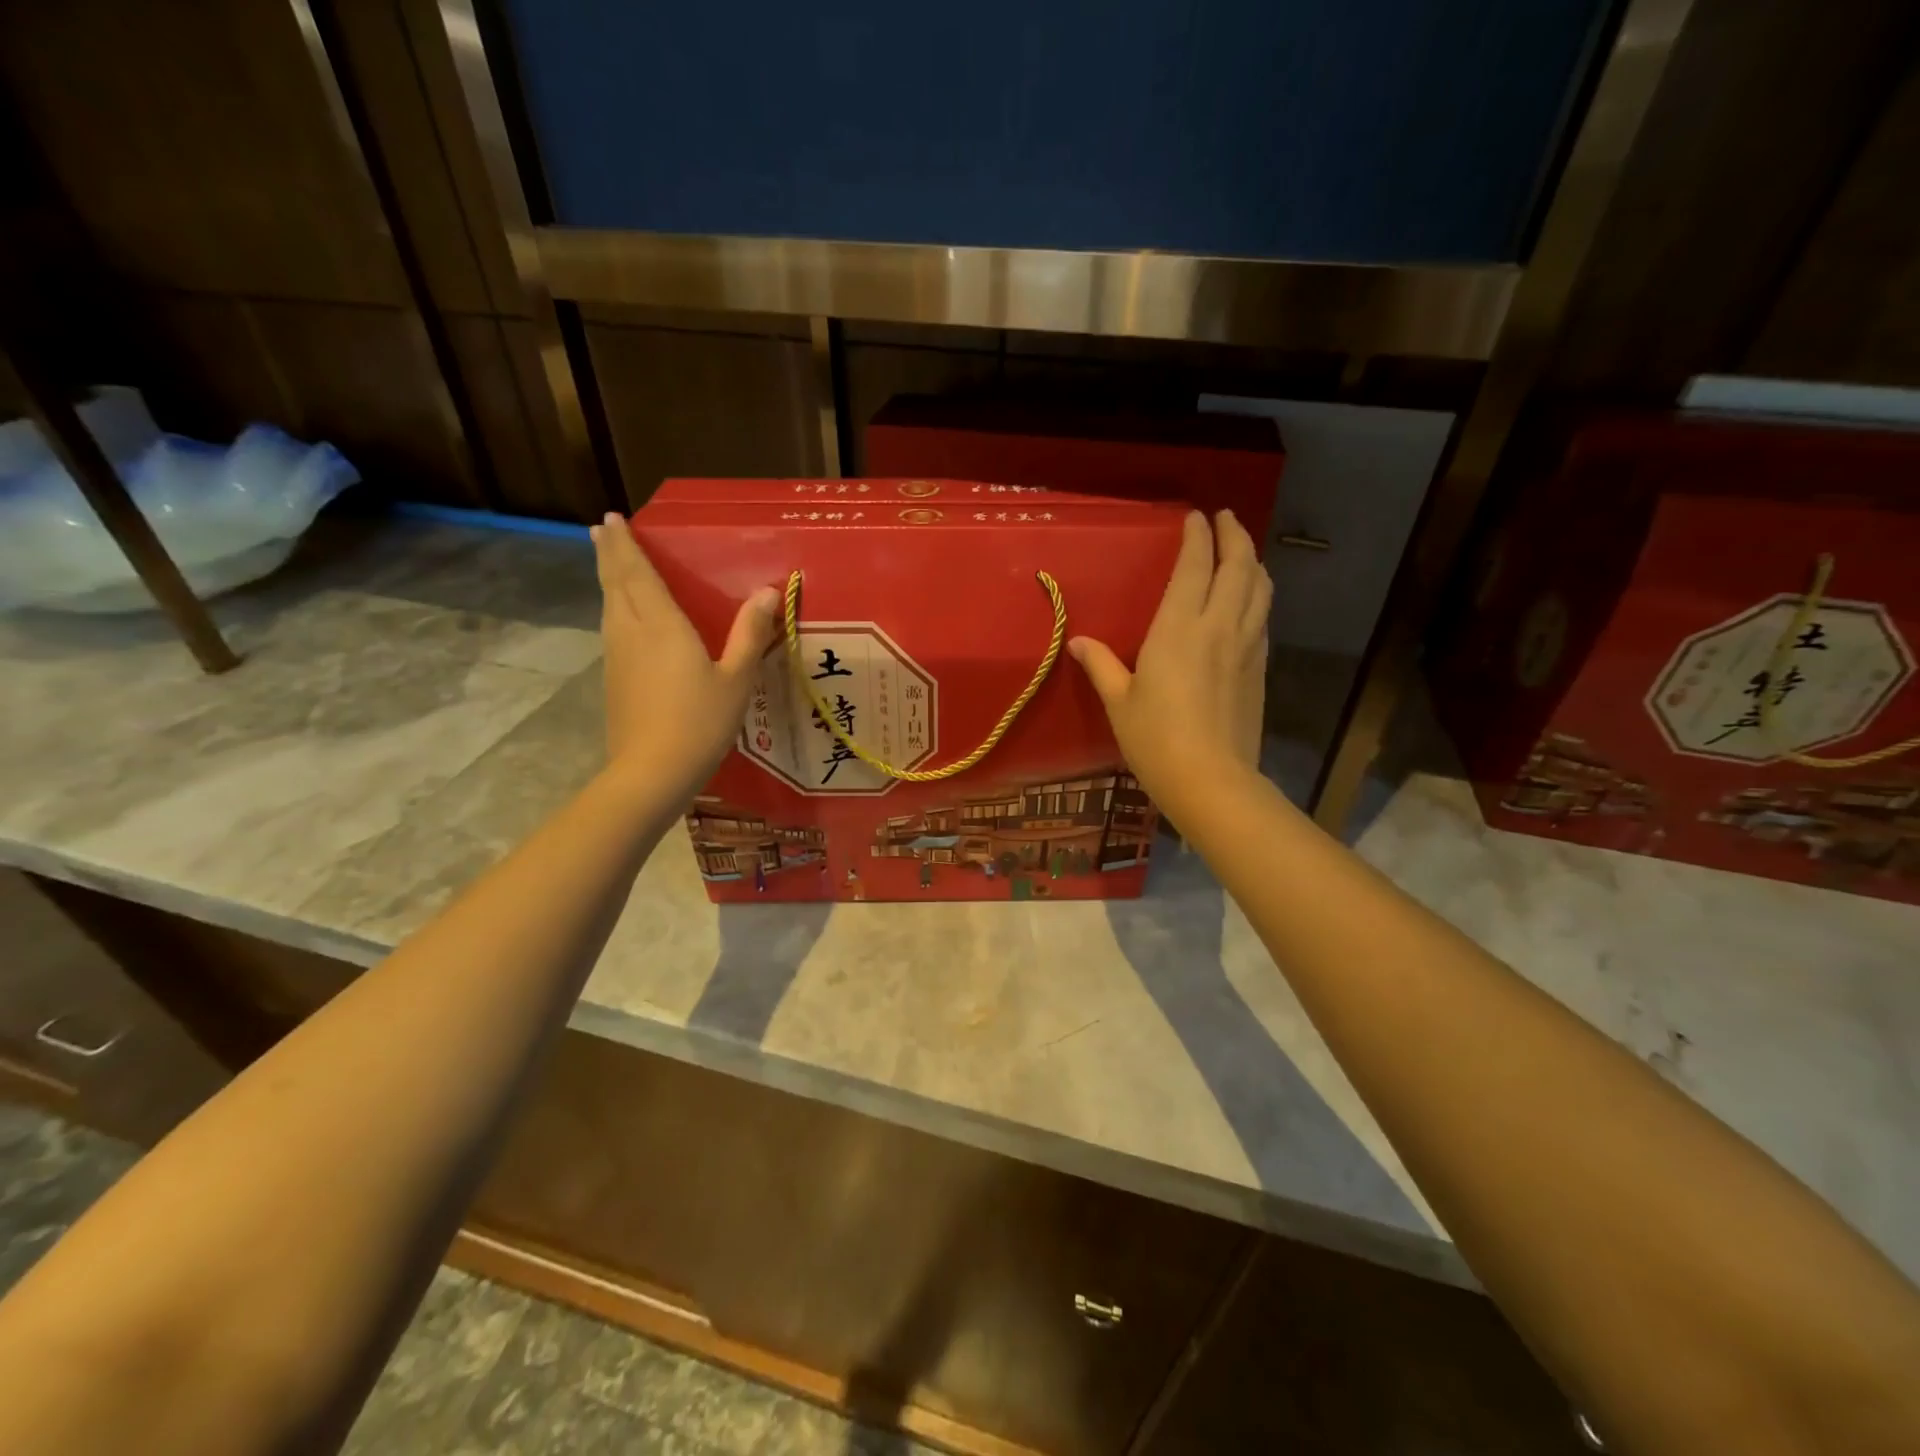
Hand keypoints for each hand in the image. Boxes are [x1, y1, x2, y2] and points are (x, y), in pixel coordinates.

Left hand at [591, 512, 779, 799]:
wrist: (652, 772)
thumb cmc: (700, 722)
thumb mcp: (737, 678)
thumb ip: (750, 633)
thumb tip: (767, 591)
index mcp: (661, 625)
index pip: (637, 573)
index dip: (624, 545)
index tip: (611, 519)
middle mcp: (631, 632)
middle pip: (614, 584)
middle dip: (609, 554)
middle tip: (602, 530)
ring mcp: (617, 657)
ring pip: (609, 606)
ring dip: (608, 579)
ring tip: (609, 562)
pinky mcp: (614, 679)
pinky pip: (612, 629)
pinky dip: (614, 608)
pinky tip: (622, 616)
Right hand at [1069, 510, 1269, 812]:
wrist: (1212, 780)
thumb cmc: (1155, 740)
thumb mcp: (1119, 703)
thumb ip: (1101, 666)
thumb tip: (1078, 642)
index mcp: (1179, 628)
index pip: (1195, 567)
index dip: (1198, 537)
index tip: (1196, 517)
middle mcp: (1219, 627)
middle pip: (1239, 566)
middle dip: (1234, 536)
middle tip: (1226, 519)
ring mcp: (1246, 647)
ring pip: (1260, 589)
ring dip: (1253, 562)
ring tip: (1243, 552)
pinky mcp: (1260, 669)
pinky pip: (1263, 618)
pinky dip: (1258, 597)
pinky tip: (1250, 603)